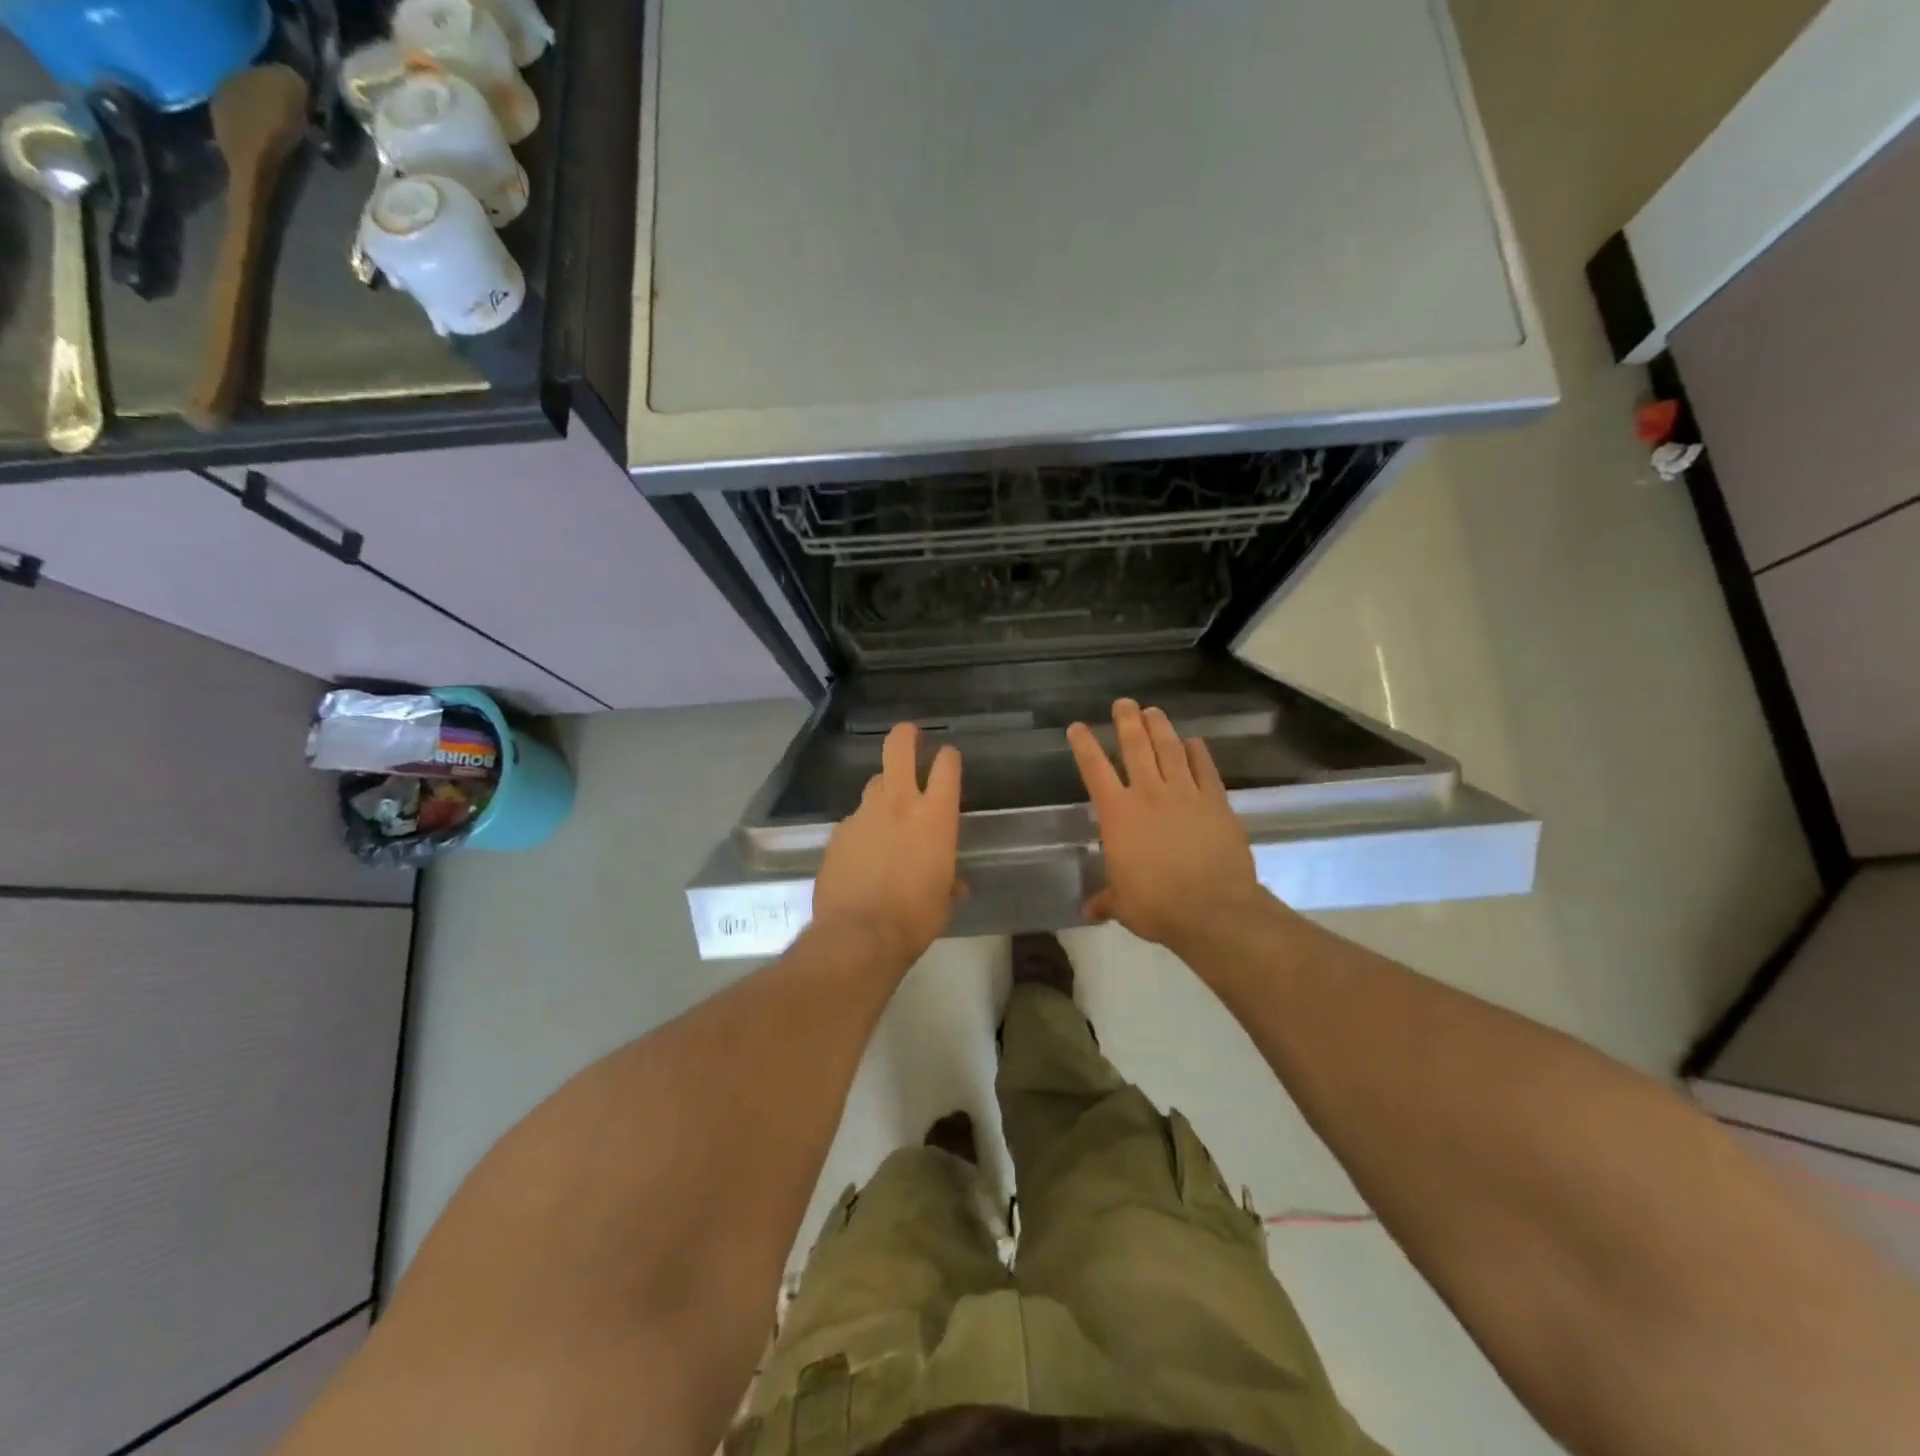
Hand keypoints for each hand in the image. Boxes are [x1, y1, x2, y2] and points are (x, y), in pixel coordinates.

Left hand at [812, 722, 963, 969]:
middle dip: (905, 736)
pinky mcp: (838, 833)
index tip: (947, 756)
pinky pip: (854, 821)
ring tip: (885, 810)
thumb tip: (955, 885)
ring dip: (883, 790)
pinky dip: (862, 829)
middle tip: (909, 732)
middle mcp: (899, 805)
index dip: (948, 758)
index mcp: (935, 818)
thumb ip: (949, 883)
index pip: (947, 769)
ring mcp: (864, 815)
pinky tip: (862, 852)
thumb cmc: (915, 918)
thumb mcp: (943, 901)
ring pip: (874, 785)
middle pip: (898, 750)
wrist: (860, 935)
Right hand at [1068, 699, 1269, 950]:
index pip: (1095, 771)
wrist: (1213, 909)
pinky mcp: (1216, 801)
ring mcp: (1186, 794)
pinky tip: (1195, 742)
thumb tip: (1089, 910)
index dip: (1084, 746)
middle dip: (1127, 722)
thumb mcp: (1123, 905)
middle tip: (1124, 703)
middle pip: (1136, 747)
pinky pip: (1205, 769)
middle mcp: (1149, 794)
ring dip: (1160, 728)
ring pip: (1170, 750)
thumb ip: (1106, 899)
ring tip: (1154, 711)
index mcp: (1118, 815)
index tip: (1077, 727)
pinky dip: (1198, 753)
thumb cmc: (1157, 906)